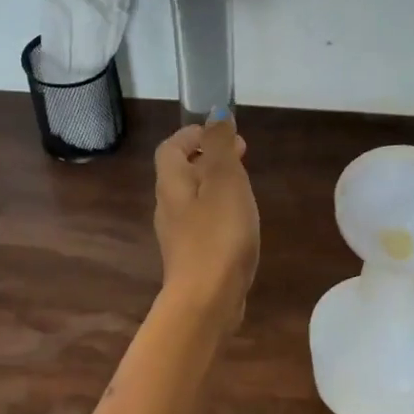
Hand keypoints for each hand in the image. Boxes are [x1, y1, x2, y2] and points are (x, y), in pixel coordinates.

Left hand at [153, 114, 259, 324]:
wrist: (207, 299)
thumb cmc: (218, 234)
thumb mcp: (224, 181)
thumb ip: (220, 146)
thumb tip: (215, 114)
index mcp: (172, 183)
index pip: (171, 148)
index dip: (192, 134)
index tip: (220, 132)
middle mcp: (168, 206)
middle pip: (181, 172)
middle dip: (208, 158)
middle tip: (241, 154)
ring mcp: (178, 235)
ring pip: (193, 199)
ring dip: (215, 185)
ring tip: (245, 185)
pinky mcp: (192, 258)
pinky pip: (202, 223)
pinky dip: (218, 212)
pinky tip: (240, 223)